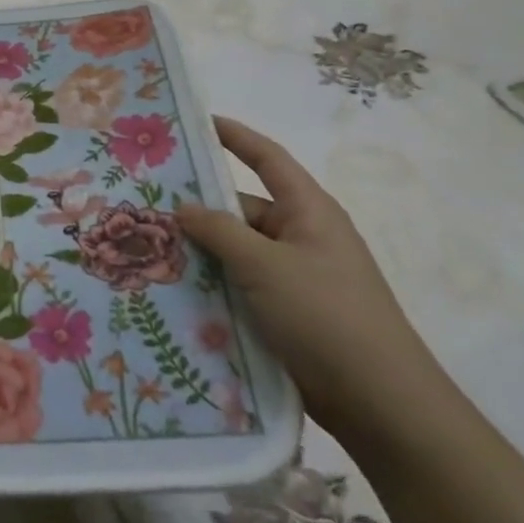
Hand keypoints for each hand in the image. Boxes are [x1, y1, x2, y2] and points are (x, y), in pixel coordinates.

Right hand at [177, 116, 451, 445]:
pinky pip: (241, 286)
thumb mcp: (265, 265)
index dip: (235, 136)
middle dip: (200, 207)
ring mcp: (294, 276)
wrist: (377, 400)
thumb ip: (220, 231)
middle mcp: (301, 236)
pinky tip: (174, 293)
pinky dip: (213, 285)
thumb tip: (184, 206)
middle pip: (243, 209)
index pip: (267, 158)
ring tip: (148, 250)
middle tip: (146, 204)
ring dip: (202, 252)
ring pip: (237, 251)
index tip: (196, 122)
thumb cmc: (324, 314)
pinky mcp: (286, 313)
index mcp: (308, 211)